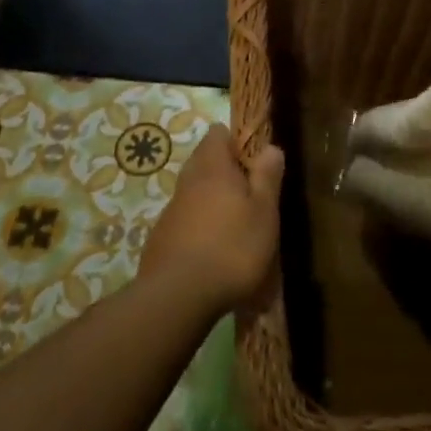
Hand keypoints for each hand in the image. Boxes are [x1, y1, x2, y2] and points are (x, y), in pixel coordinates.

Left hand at [139, 124, 283, 314]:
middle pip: (204, 162)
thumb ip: (267, 177)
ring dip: (211, 201)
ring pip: (193, 192)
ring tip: (235, 226)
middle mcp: (187, 181)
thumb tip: (270, 147)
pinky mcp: (161, 238)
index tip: (254, 161)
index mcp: (213, 168)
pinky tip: (212, 251)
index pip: (218, 134)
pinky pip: (184, 220)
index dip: (236, 141)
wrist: (178, 297)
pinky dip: (198, 226)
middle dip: (225, 172)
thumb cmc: (232, 248)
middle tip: (250, 196)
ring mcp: (170, 210)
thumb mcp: (264, 212)